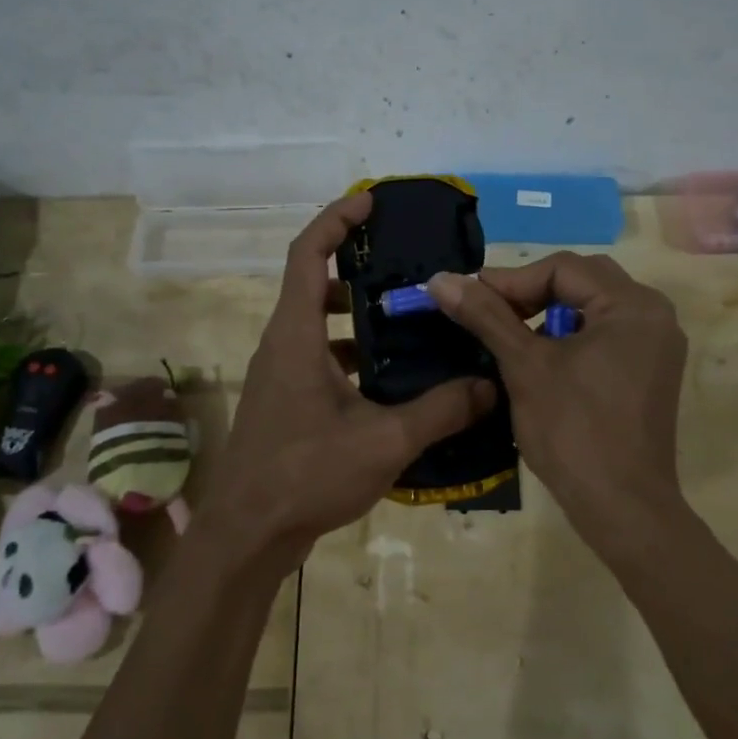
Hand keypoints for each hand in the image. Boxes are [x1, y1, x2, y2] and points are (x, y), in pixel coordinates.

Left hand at [203, 192, 496, 570]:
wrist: (247, 535)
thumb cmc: (306, 474)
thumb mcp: (384, 441)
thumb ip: (440, 410)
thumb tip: (490, 386)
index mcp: (295, 334)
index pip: (307, 253)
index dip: (336, 220)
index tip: (371, 203)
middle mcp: (282, 343)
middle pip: (314, 282)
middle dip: (357, 265)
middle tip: (406, 267)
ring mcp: (280, 374)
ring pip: (318, 323)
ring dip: (357, 313)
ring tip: (409, 318)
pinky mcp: (286, 401)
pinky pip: (319, 356)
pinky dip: (352, 352)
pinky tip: (392, 377)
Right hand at [429, 253, 686, 550]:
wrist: (622, 508)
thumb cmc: (573, 431)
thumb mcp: (524, 366)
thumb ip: (485, 315)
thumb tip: (440, 278)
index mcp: (632, 305)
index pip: (562, 268)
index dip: (511, 280)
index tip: (469, 297)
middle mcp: (654, 315)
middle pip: (582, 280)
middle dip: (531, 292)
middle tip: (490, 311)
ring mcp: (657, 345)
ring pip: (593, 307)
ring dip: (549, 313)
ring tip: (510, 335)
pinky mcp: (650, 372)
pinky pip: (606, 334)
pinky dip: (571, 335)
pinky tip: (542, 359)